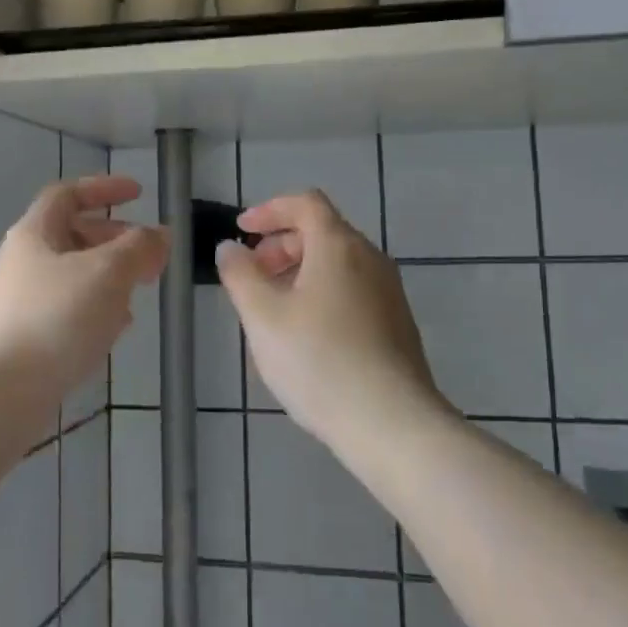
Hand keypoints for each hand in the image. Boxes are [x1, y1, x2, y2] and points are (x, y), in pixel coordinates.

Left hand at [0, 175, 167, 462]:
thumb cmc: (55, 319)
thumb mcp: (107, 273)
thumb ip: (139, 248)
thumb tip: (160, 235)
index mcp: (33, 234)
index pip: (67, 194)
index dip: (104, 188)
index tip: (139, 195)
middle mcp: (20, 262)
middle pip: (71, 235)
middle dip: (115, 239)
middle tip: (149, 255)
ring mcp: (16, 303)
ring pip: (71, 275)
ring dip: (108, 276)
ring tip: (138, 293)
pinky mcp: (20, 339)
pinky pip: (64, 309)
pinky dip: (93, 307)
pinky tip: (114, 329)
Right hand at [216, 190, 450, 454]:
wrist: (392, 423)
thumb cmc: (319, 361)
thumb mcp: (263, 317)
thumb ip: (240, 275)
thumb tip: (230, 248)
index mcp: (339, 245)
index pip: (305, 203)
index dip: (269, 210)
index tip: (241, 231)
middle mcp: (370, 258)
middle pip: (322, 231)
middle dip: (281, 245)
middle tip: (252, 276)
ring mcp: (389, 291)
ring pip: (338, 263)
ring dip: (300, 271)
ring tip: (273, 309)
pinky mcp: (397, 322)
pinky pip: (352, 289)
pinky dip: (322, 292)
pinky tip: (306, 335)